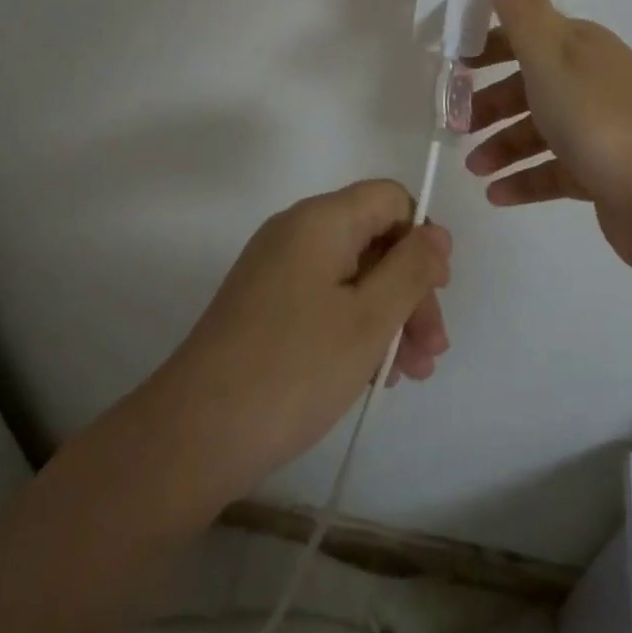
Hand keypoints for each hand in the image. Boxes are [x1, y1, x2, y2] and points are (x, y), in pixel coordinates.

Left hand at [149, 180, 450, 503]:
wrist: (195, 433)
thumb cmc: (294, 368)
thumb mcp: (369, 319)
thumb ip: (411, 269)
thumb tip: (436, 232)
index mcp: (321, 219)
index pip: (389, 199)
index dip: (420, 238)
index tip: (436, 292)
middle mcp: (297, 231)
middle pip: (373, 239)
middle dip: (410, 290)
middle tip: (432, 351)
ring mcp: (277, 269)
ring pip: (352, 275)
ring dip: (388, 317)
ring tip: (409, 375)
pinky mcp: (265, 305)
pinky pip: (325, 299)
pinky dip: (354, 328)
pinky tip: (372, 375)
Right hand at [464, 0, 631, 273]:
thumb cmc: (597, 117)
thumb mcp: (549, 55)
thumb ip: (520, 11)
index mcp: (581, 47)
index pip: (526, 35)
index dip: (488, 47)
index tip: (453, 66)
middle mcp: (592, 80)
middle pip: (529, 84)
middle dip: (489, 102)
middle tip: (454, 124)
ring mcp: (600, 128)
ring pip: (539, 130)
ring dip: (502, 146)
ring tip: (473, 168)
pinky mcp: (603, 171)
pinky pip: (554, 170)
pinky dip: (524, 180)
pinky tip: (496, 195)